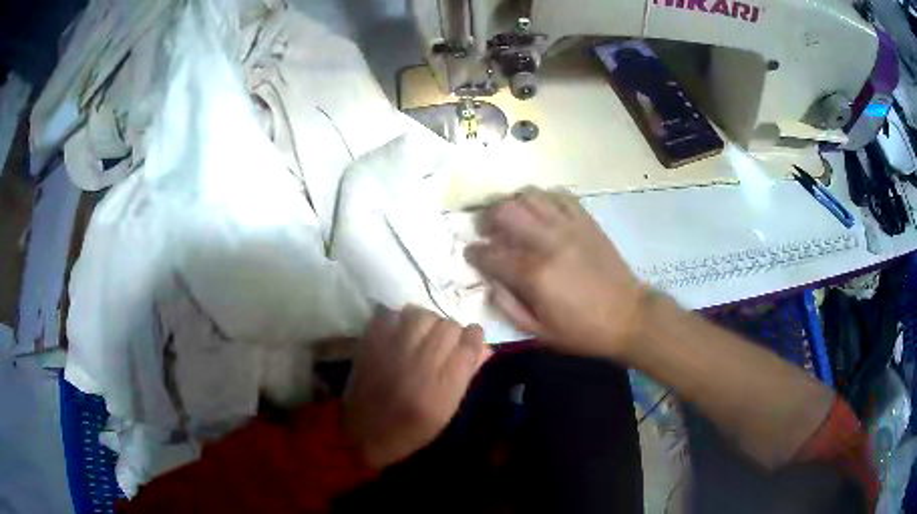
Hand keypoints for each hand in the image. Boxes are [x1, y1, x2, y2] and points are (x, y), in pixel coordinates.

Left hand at [343, 306, 487, 467]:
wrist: (364, 434)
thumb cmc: (411, 429)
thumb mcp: (446, 411)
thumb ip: (466, 376)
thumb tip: (485, 348)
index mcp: (444, 385)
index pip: (469, 342)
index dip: (474, 336)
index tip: (470, 340)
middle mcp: (421, 362)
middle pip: (449, 325)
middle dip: (451, 331)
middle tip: (443, 344)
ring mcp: (393, 350)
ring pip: (422, 314)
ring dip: (427, 322)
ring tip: (422, 336)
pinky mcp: (370, 343)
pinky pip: (391, 314)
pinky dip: (398, 320)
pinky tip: (399, 334)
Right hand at [465, 188, 644, 358]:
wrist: (628, 316)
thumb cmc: (582, 330)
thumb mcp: (538, 332)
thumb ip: (507, 306)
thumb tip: (490, 282)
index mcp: (534, 274)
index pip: (491, 253)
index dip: (475, 253)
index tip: (471, 253)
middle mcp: (548, 242)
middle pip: (506, 212)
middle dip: (488, 220)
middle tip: (488, 231)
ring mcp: (569, 226)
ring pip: (530, 196)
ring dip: (513, 204)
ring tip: (512, 218)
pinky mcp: (586, 221)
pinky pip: (558, 196)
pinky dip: (543, 198)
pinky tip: (540, 212)